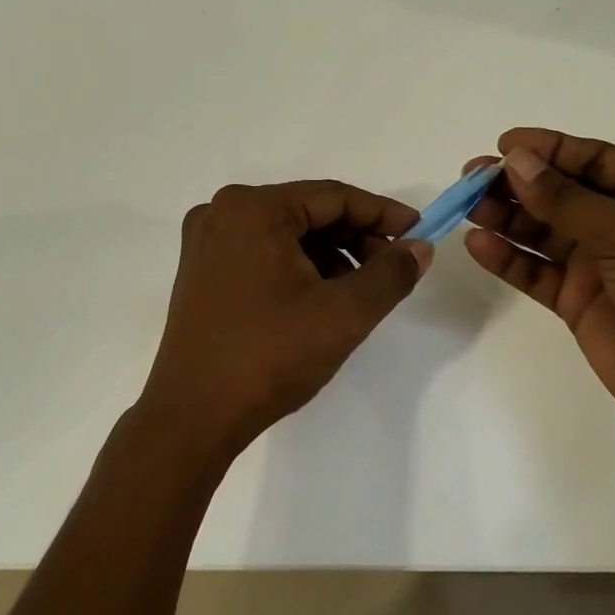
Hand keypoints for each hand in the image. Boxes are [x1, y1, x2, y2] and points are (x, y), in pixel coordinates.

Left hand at [137, 180, 432, 463]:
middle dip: (356, 238)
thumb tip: (419, 248)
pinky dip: (298, 269)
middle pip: (308, 213)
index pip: (333, 197)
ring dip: (329, 256)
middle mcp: (222, 214)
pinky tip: (322, 300)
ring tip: (361, 291)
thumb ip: (390, 274)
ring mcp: (206, 244)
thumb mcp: (343, 314)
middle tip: (393, 268)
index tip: (419, 234)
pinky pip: (262, 255)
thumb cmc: (270, 356)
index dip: (383, 214)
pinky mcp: (201, 273)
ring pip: (286, 236)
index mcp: (252, 209)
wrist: (194, 416)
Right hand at [463, 128, 614, 487]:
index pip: (595, 160)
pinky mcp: (580, 303)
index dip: (549, 149)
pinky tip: (479, 245)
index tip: (502, 144)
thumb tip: (515, 162)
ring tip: (467, 208)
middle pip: (562, 194)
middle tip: (471, 178)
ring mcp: (602, 266)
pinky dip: (509, 259)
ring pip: (544, 232)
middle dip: (518, 183)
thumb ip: (568, 199)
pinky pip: (537, 272)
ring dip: (507, 218)